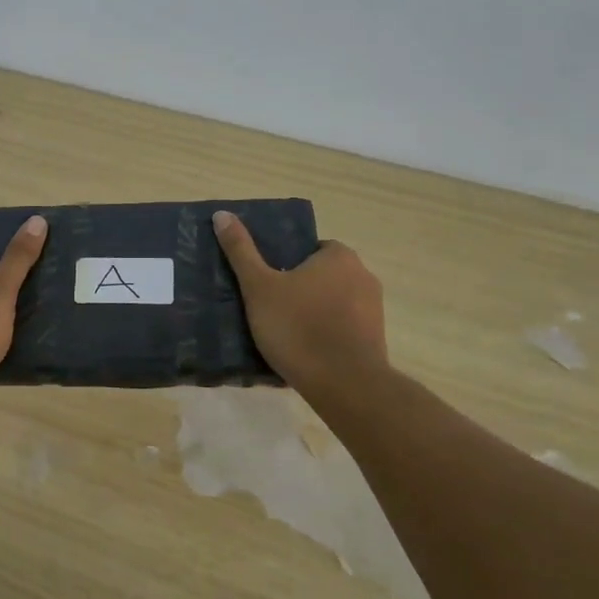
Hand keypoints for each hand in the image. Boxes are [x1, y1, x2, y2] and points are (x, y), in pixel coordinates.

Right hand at [212, 210, 388, 390]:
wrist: (344, 384)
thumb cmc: (298, 327)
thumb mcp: (259, 286)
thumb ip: (241, 250)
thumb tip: (222, 214)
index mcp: (339, 256)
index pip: (309, 248)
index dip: (285, 263)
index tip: (266, 282)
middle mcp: (363, 276)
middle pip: (321, 275)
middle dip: (299, 288)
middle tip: (268, 307)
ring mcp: (374, 310)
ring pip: (333, 303)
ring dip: (313, 313)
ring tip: (283, 334)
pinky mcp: (375, 339)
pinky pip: (343, 328)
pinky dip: (326, 335)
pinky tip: (304, 352)